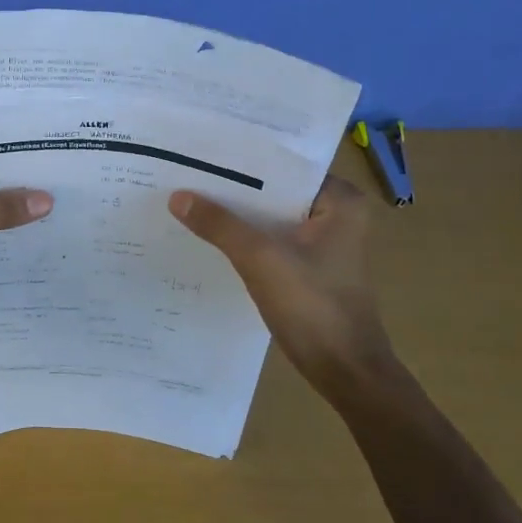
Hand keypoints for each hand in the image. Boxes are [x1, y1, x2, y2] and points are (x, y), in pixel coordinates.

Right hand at [169, 175, 394, 388]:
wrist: (344, 371)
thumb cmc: (313, 306)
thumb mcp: (261, 258)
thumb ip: (219, 224)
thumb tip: (177, 196)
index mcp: (339, 201)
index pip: (283, 166)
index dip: (242, 160)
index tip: (201, 152)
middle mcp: (335, 214)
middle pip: (273, 192)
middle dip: (233, 188)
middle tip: (185, 173)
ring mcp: (321, 243)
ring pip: (268, 217)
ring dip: (235, 215)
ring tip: (187, 198)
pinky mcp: (307, 267)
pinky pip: (268, 241)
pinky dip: (242, 239)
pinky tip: (207, 235)